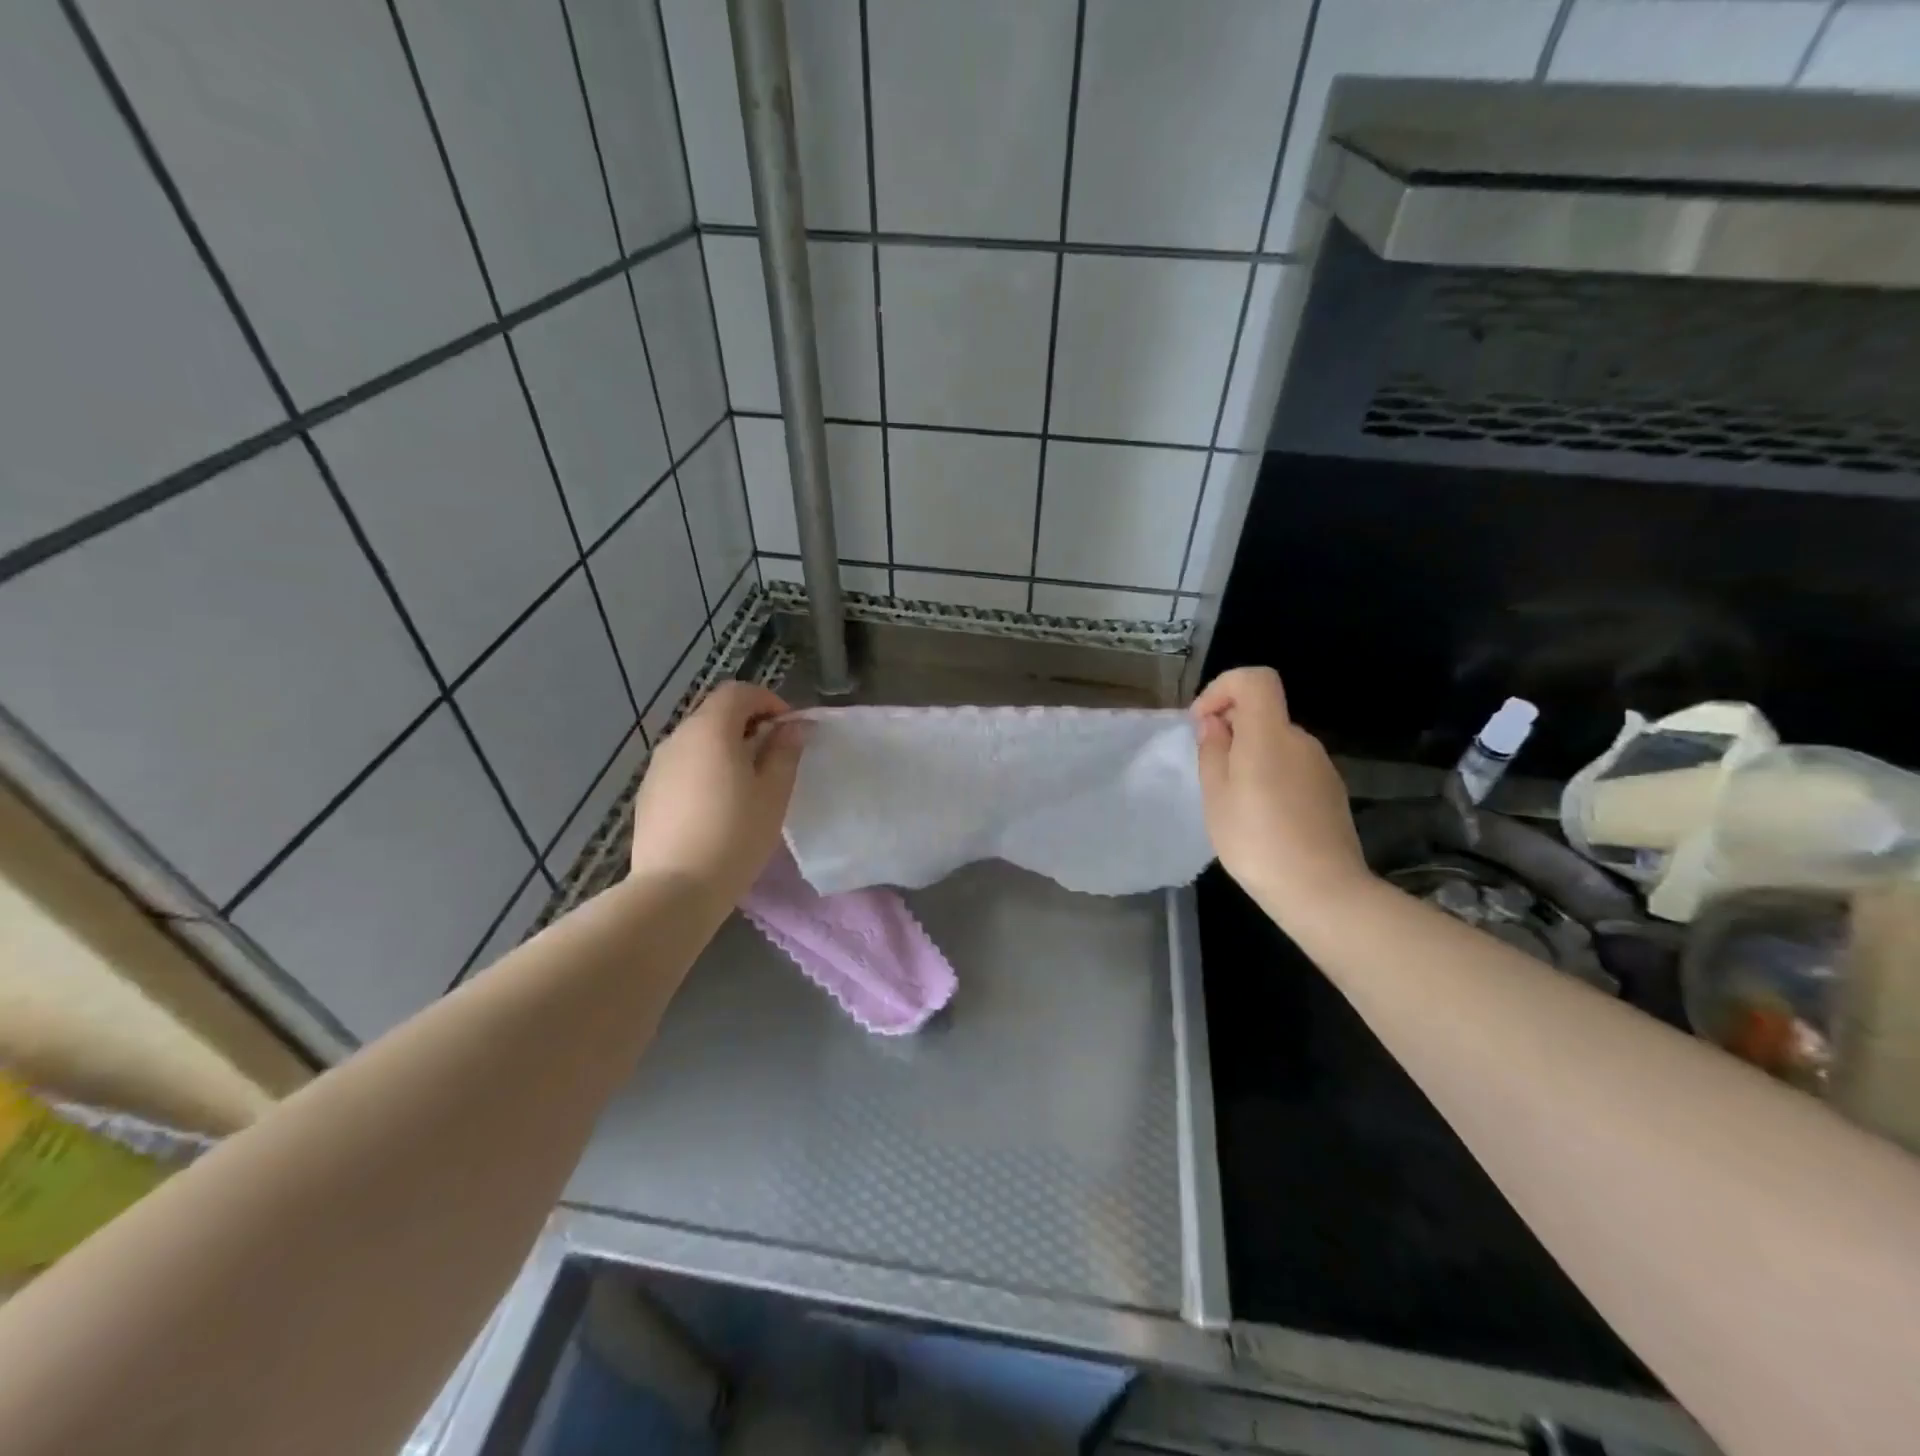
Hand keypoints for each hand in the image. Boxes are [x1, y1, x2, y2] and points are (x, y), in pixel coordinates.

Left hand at [628, 682, 803, 907]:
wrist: (675, 889)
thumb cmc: (736, 835)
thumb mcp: (774, 793)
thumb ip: (785, 752)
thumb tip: (795, 726)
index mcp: (711, 730)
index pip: (738, 692)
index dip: (768, 701)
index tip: (789, 728)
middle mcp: (678, 738)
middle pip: (715, 713)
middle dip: (748, 724)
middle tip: (774, 755)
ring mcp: (657, 766)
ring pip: (697, 741)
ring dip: (725, 748)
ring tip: (747, 783)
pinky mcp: (647, 793)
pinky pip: (682, 767)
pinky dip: (704, 770)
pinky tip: (717, 806)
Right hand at [1192, 667, 1371, 921]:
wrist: (1321, 890)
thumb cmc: (1256, 840)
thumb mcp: (1216, 796)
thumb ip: (1213, 750)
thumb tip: (1215, 723)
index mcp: (1269, 734)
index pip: (1255, 679)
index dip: (1223, 689)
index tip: (1203, 723)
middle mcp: (1300, 740)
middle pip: (1264, 712)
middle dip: (1231, 729)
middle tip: (1210, 772)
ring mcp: (1321, 765)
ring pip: (1276, 743)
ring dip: (1251, 756)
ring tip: (1234, 802)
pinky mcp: (1331, 790)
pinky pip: (1293, 767)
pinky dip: (1271, 776)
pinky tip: (1264, 817)